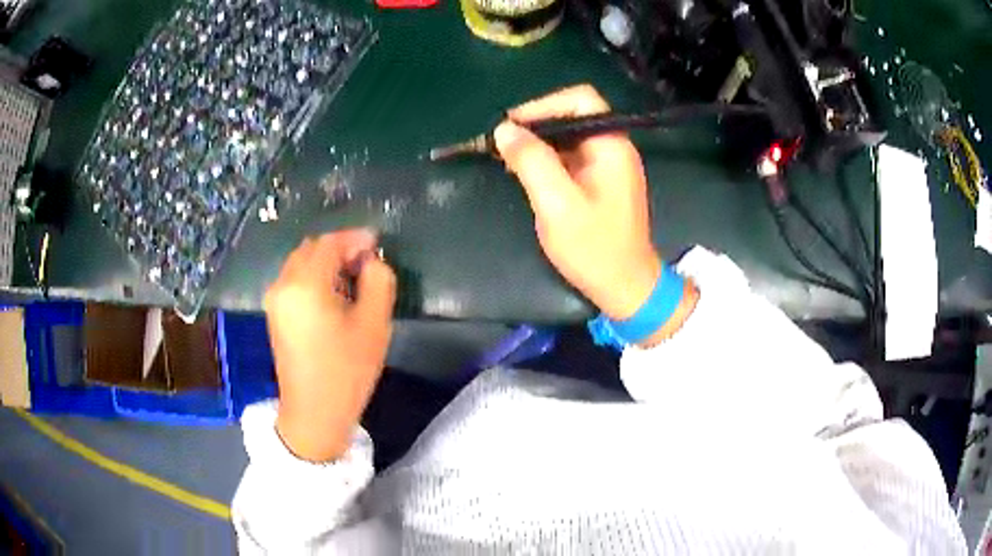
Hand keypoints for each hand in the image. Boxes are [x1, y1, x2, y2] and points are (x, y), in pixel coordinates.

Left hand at [264, 230, 395, 461]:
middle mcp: (283, 284)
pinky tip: (333, 294)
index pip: (330, 244)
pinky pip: (294, 280)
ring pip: (300, 263)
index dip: (355, 238)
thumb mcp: (374, 324)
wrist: (314, 413)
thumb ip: (379, 281)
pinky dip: (313, 276)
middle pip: (311, 249)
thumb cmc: (346, 371)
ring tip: (353, 277)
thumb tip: (371, 262)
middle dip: (339, 248)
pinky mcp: (274, 314)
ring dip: (326, 261)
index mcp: (305, 284)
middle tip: (367, 261)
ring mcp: (275, 299)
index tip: (377, 243)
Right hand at [494, 84, 661, 320]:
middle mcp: (613, 147)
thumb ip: (532, 162)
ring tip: (508, 159)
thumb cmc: (595, 249)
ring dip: (538, 143)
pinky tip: (526, 173)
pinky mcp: (600, 181)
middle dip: (536, 124)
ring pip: (569, 136)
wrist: (625, 287)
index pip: (580, 99)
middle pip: (573, 114)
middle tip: (503, 144)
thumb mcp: (557, 205)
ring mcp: (608, 165)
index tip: (511, 127)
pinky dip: (547, 159)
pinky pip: (570, 156)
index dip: (543, 105)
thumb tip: (504, 129)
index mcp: (611, 146)